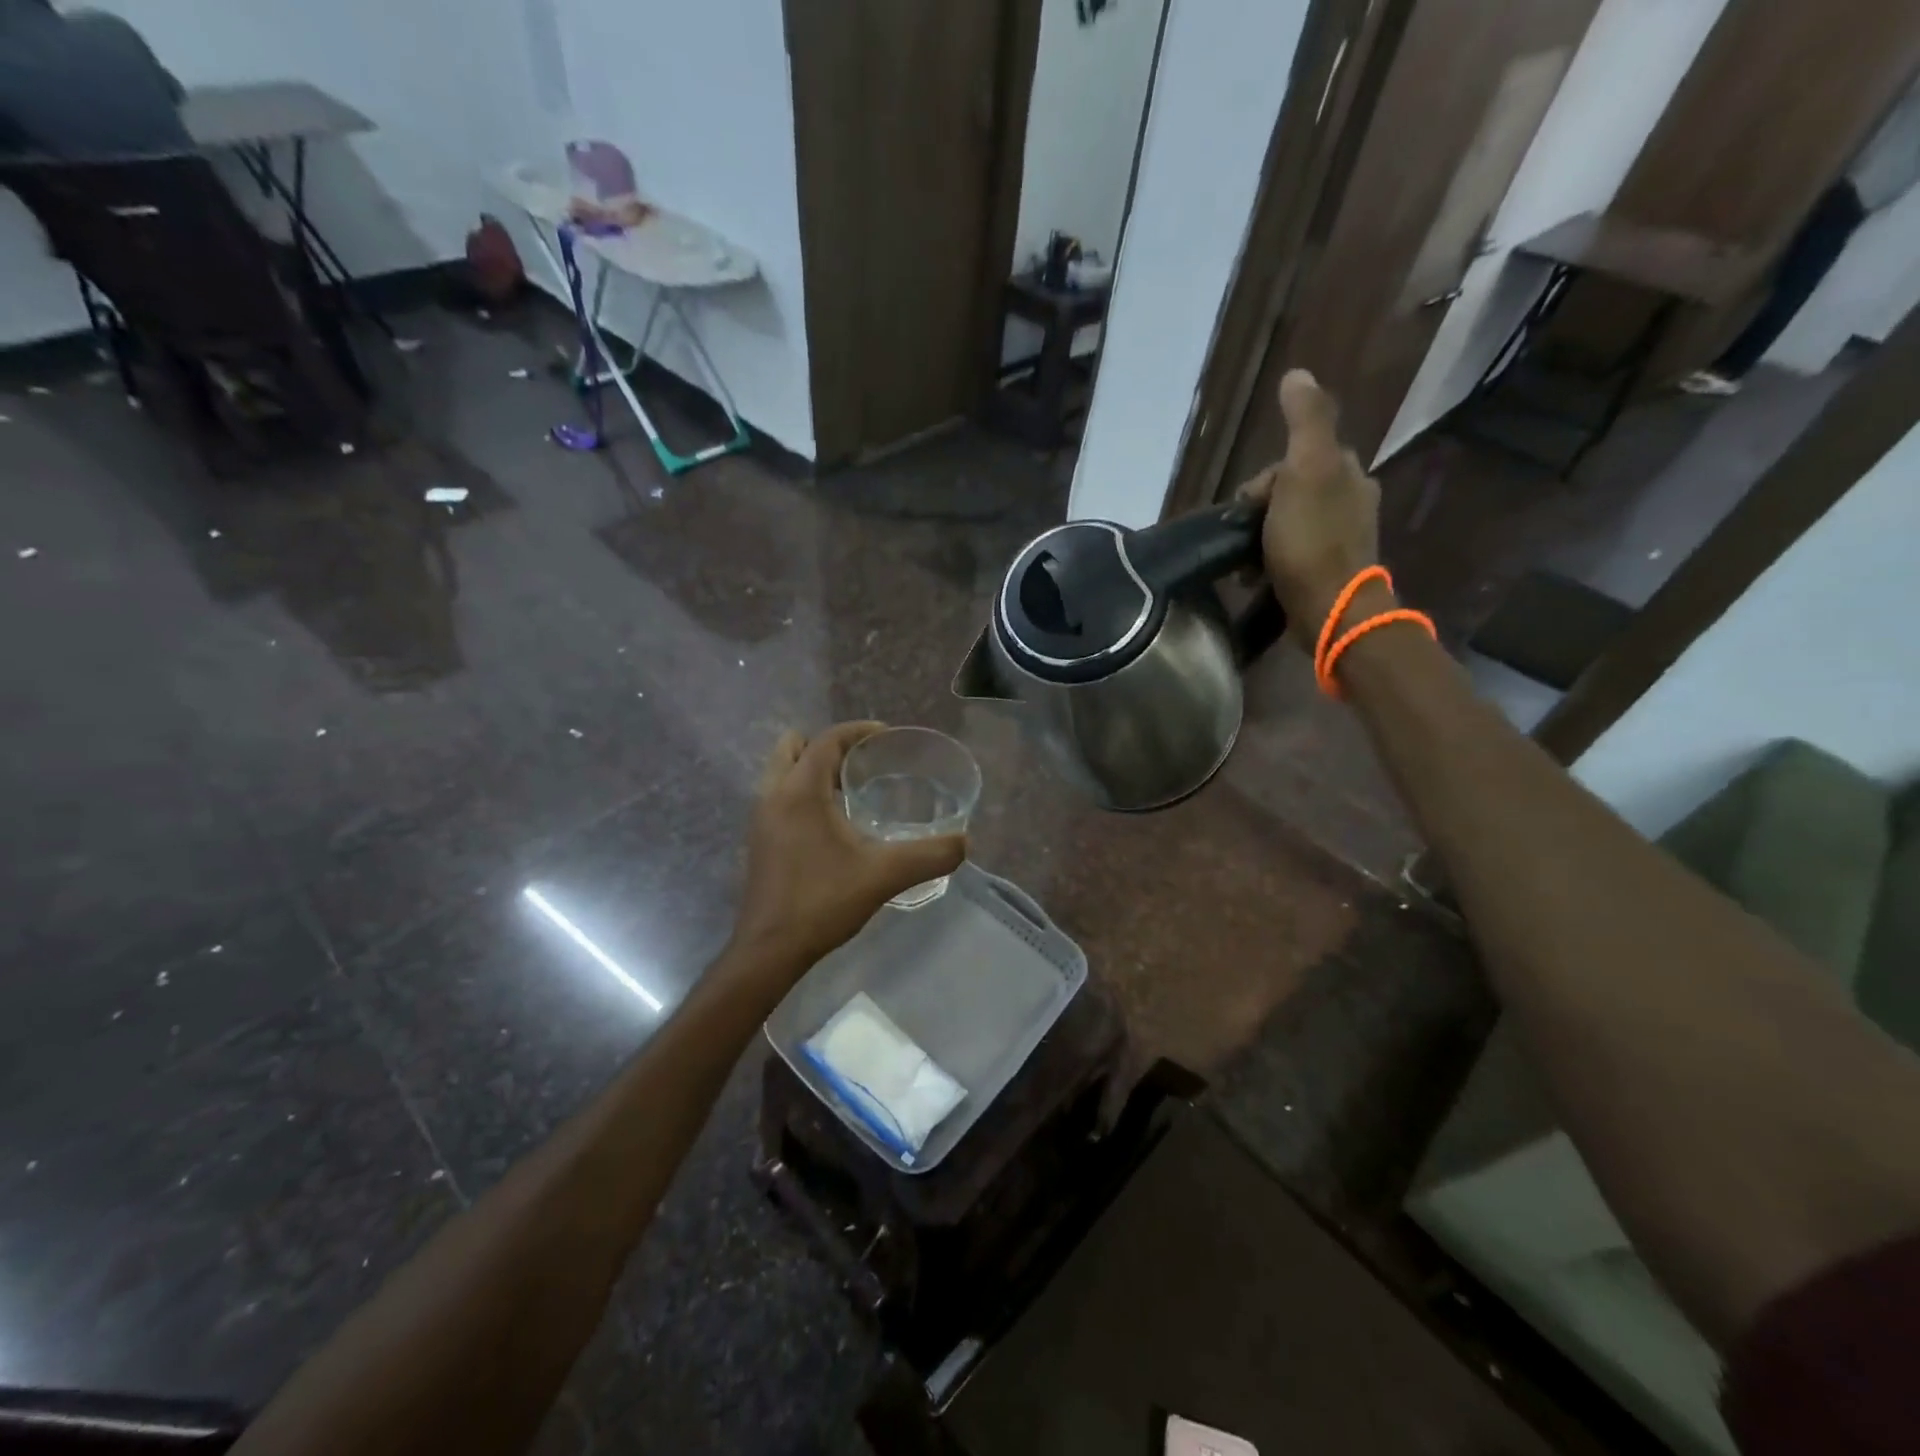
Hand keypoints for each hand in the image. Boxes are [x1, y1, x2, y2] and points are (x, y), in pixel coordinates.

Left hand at [732, 722, 966, 969]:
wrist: (769, 950)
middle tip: (863, 763)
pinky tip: (833, 824)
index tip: (887, 738)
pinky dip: (803, 793)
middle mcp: (773, 795)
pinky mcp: (760, 840)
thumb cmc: (822, 902)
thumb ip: (929, 856)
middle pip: (793, 746)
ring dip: (813, 769)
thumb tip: (964, 843)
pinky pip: (780, 796)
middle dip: (828, 745)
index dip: (857, 731)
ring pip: (782, 771)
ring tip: (851, 790)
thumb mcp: (884, 875)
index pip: (826, 740)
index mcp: (799, 791)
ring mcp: (761, 818)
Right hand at [1237, 370, 1381, 627]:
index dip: (1264, 481)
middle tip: (1244, 538)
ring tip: (1246, 564)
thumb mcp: (1305, 470)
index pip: (1296, 460)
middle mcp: (1352, 501)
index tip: (1249, 508)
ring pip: (1291, 523)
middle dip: (1261, 511)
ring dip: (1263, 538)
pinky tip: (1258, 578)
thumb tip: (1297, 373)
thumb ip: (1305, 420)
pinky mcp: (1330, 573)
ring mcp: (1343, 540)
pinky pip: (1295, 554)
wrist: (1329, 610)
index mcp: (1349, 473)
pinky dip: (1273, 561)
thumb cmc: (1311, 541)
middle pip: (1292, 492)